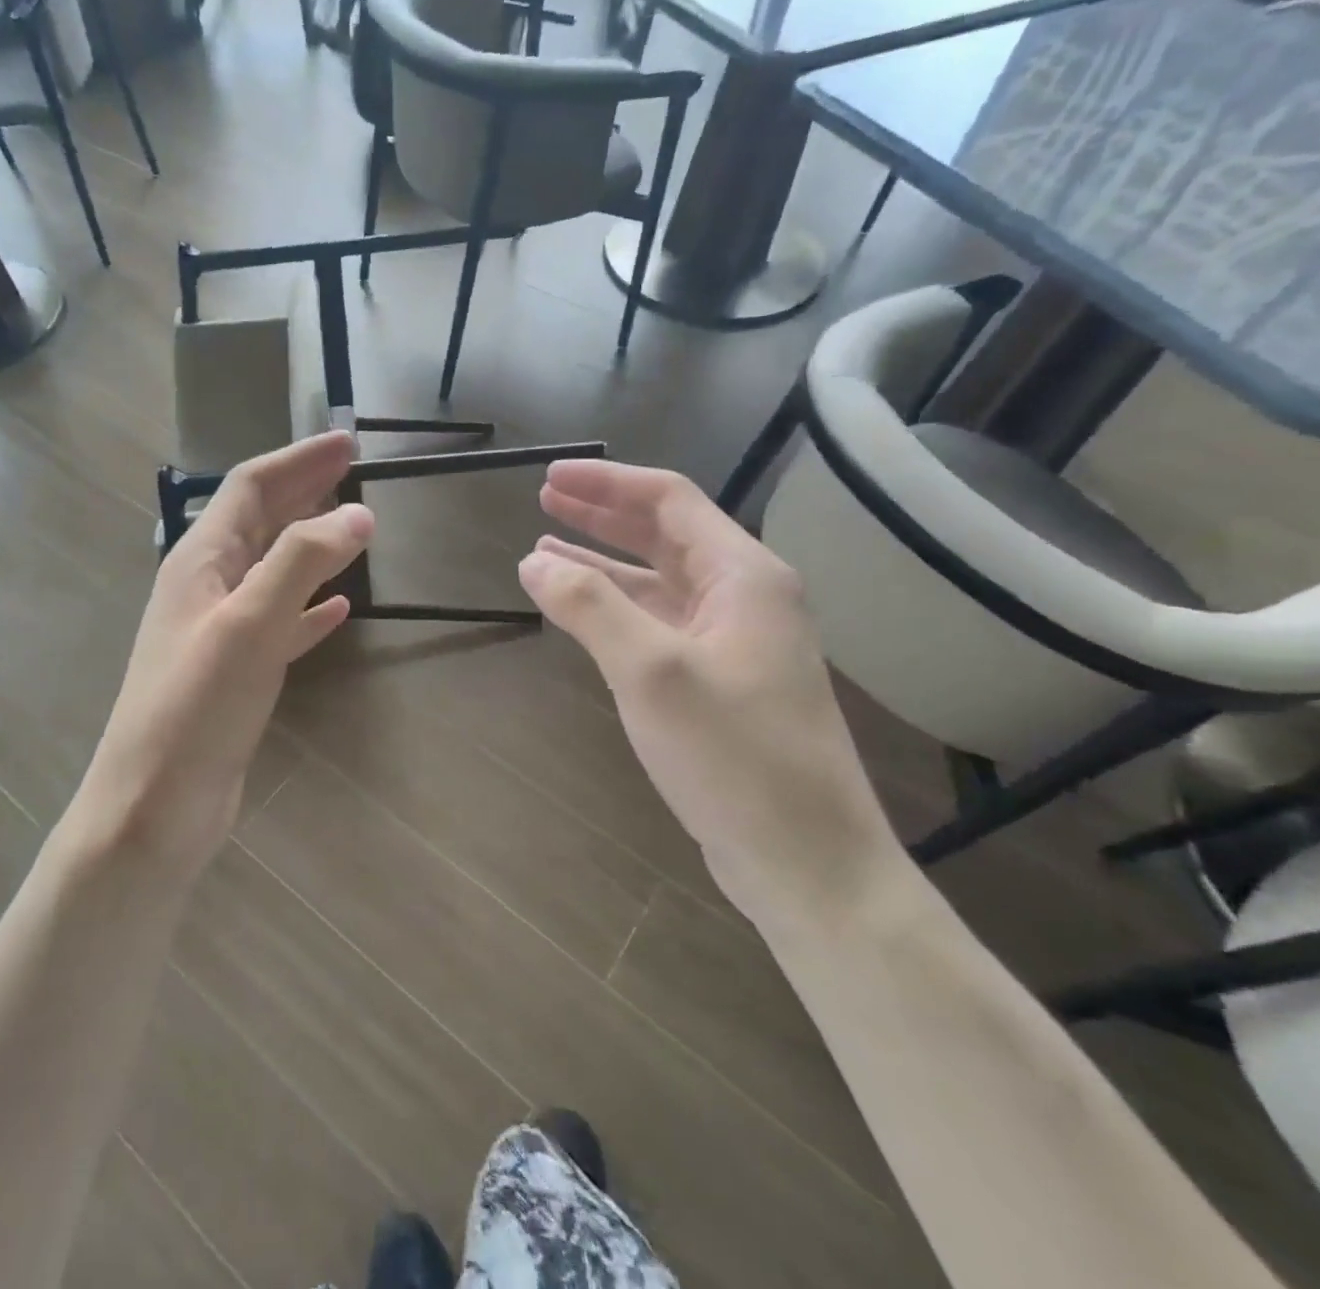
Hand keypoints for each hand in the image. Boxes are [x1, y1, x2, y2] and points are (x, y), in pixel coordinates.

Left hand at [79, 431, 372, 873]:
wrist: (154, 807)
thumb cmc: (195, 709)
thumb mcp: (249, 624)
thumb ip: (302, 561)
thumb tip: (358, 514)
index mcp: (200, 561)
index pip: (250, 487)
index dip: (298, 460)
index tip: (347, 442)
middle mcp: (206, 586)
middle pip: (260, 521)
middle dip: (304, 491)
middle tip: (353, 470)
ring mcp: (219, 630)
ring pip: (271, 569)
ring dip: (309, 542)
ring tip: (352, 527)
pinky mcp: (235, 672)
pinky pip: (279, 622)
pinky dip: (308, 606)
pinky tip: (337, 607)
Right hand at [518, 459, 903, 931]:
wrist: (806, 861)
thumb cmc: (735, 757)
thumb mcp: (652, 672)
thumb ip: (589, 608)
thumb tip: (534, 561)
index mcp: (743, 576)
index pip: (670, 501)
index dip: (607, 484)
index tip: (550, 478)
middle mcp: (743, 597)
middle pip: (665, 535)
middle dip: (602, 516)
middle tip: (545, 501)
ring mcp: (732, 642)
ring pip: (657, 582)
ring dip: (602, 563)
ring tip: (544, 551)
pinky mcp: (718, 681)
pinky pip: (658, 624)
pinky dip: (615, 610)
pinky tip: (579, 612)